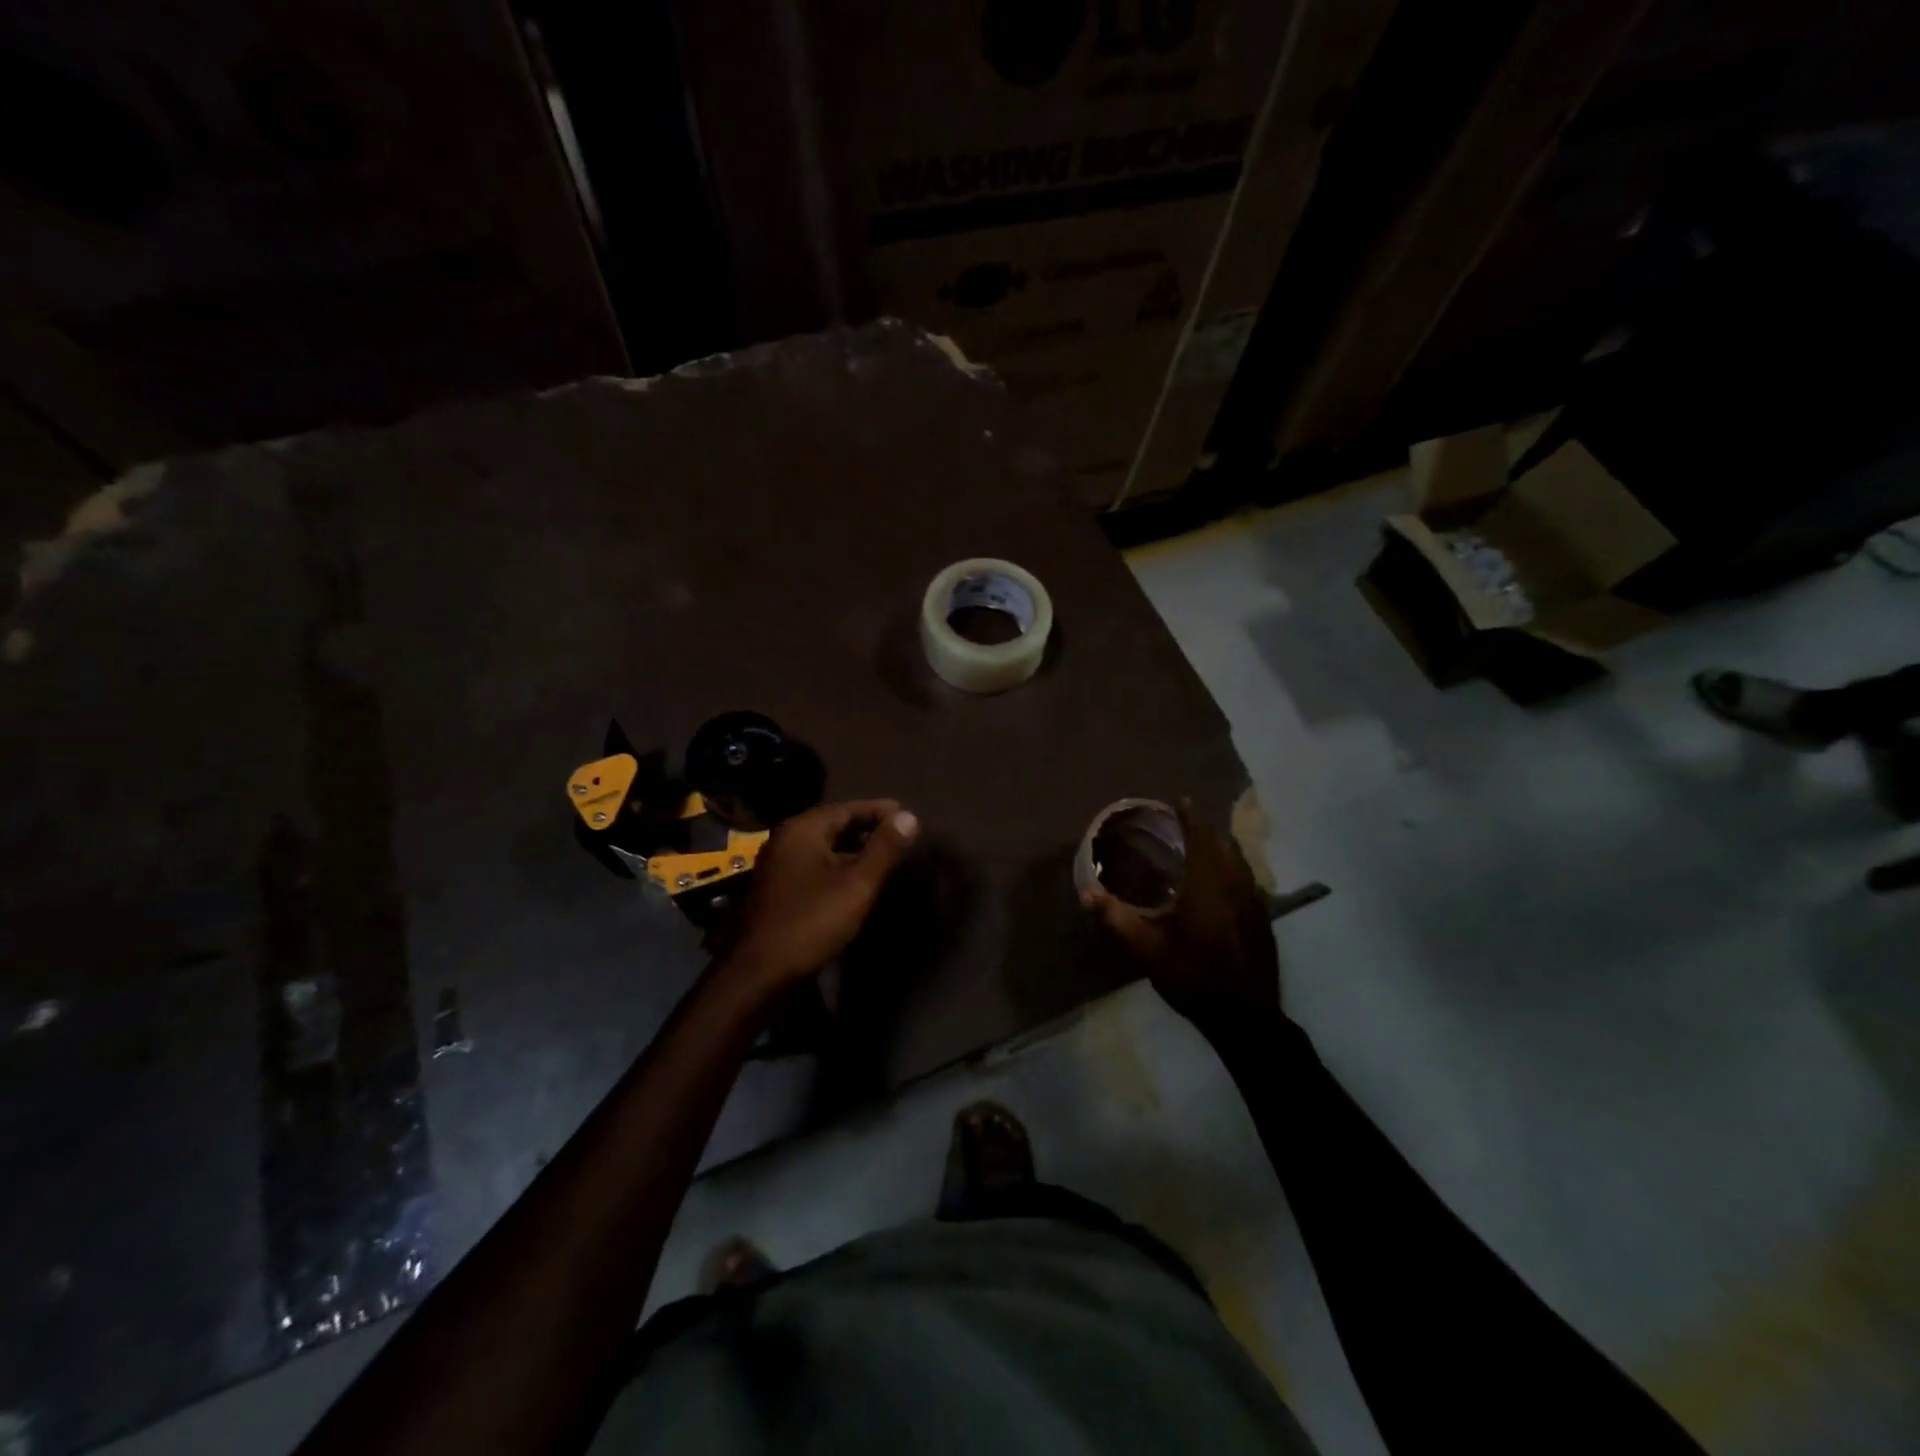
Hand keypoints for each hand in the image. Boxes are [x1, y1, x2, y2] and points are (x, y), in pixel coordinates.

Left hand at [725, 799, 918, 993]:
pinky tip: (855, 881)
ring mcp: (777, 865)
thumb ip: (884, 849)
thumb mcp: (857, 884)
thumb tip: (909, 816)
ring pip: (823, 847)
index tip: (907, 815)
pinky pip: (814, 865)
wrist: (760, 972)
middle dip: (867, 828)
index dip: (879, 811)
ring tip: (884, 857)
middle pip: (833, 825)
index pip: (847, 808)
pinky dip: (837, 865)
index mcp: (803, 830)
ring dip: (853, 849)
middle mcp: (786, 840)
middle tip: (899, 835)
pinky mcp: (777, 889)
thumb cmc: (812, 921)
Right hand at [1083, 798, 1278, 1034]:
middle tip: (1187, 820)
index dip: (1192, 817)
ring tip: (1203, 843)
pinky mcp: (1263, 919)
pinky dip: (1232, 866)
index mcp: (1208, 885)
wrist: (1245, 1015)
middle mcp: (1236, 885)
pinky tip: (1221, 880)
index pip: (1202, 838)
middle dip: (1206, 828)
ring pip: (1239, 861)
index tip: (1181, 800)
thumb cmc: (1193, 976)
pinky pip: (1247, 878)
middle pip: (1224, 844)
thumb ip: (1116, 918)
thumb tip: (1086, 893)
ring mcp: (1255, 902)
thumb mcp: (1147, 949)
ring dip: (1221, 846)